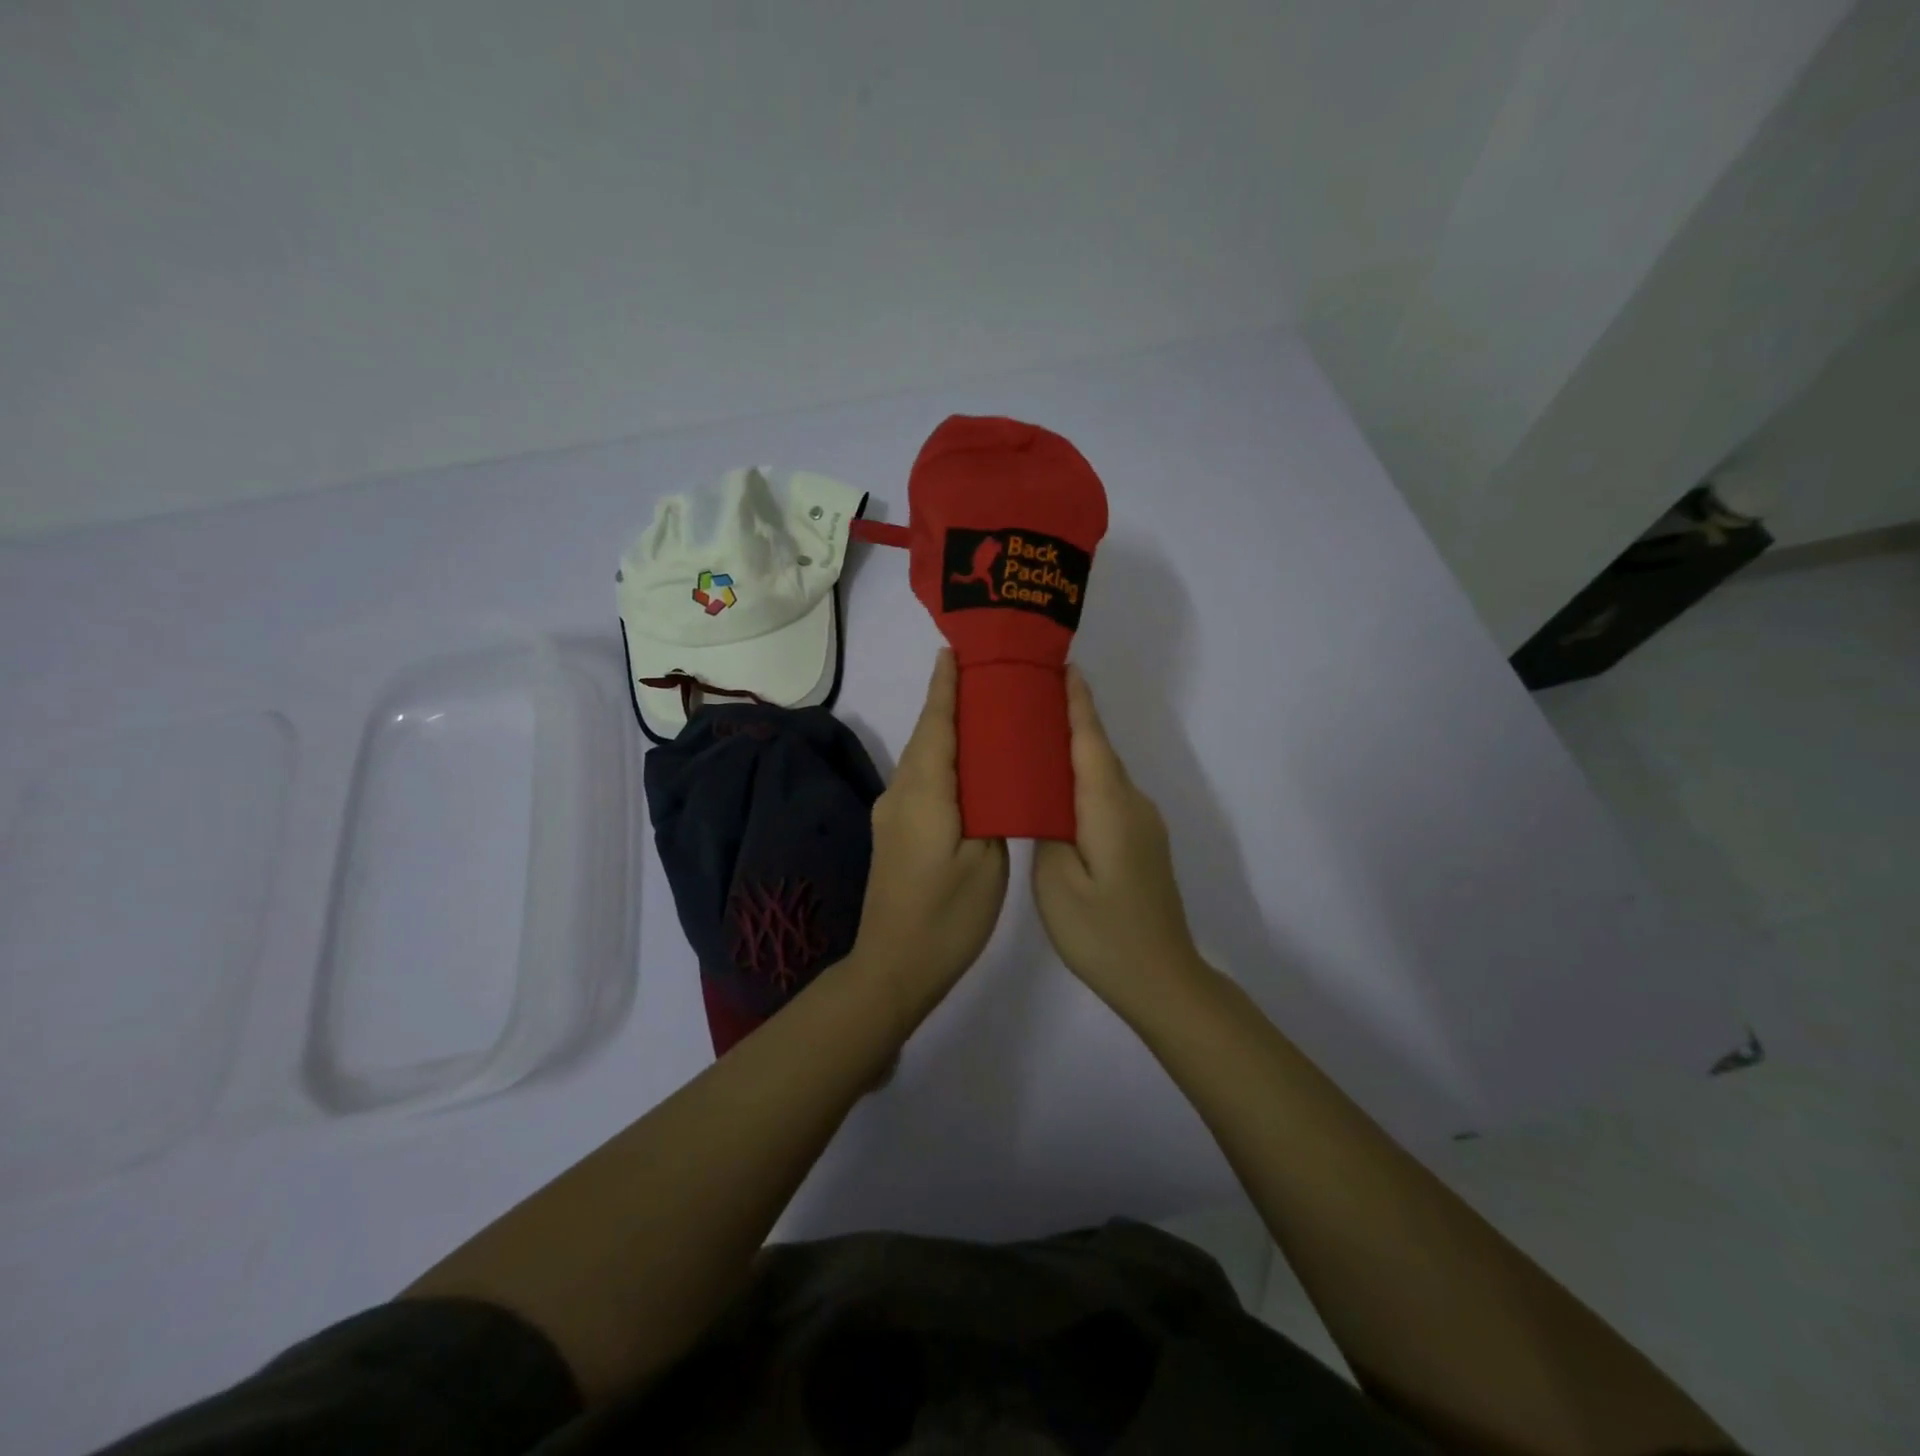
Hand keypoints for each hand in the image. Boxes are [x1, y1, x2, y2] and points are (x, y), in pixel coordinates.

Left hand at [855, 650, 1008, 1020]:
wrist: (894, 966)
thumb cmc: (948, 915)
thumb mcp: (987, 861)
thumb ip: (992, 808)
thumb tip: (993, 779)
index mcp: (925, 792)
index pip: (936, 724)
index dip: (946, 686)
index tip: (956, 650)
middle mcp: (900, 793)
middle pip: (927, 735)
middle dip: (950, 701)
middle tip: (987, 676)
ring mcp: (892, 814)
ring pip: (923, 759)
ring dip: (946, 731)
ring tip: (984, 714)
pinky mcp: (894, 832)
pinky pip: (921, 781)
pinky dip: (943, 762)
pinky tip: (968, 767)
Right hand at [1033, 666, 1205, 1013]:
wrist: (1162, 979)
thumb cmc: (1102, 932)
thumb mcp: (1056, 881)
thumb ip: (1048, 828)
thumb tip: (1046, 799)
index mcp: (1109, 806)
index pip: (1090, 740)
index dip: (1077, 702)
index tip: (1062, 666)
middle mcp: (1132, 804)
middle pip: (1099, 751)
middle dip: (1071, 718)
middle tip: (1030, 696)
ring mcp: (1143, 825)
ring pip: (1104, 775)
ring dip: (1077, 750)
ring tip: (1035, 737)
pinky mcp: (1143, 843)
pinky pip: (1109, 797)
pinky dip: (1085, 780)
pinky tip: (1060, 789)